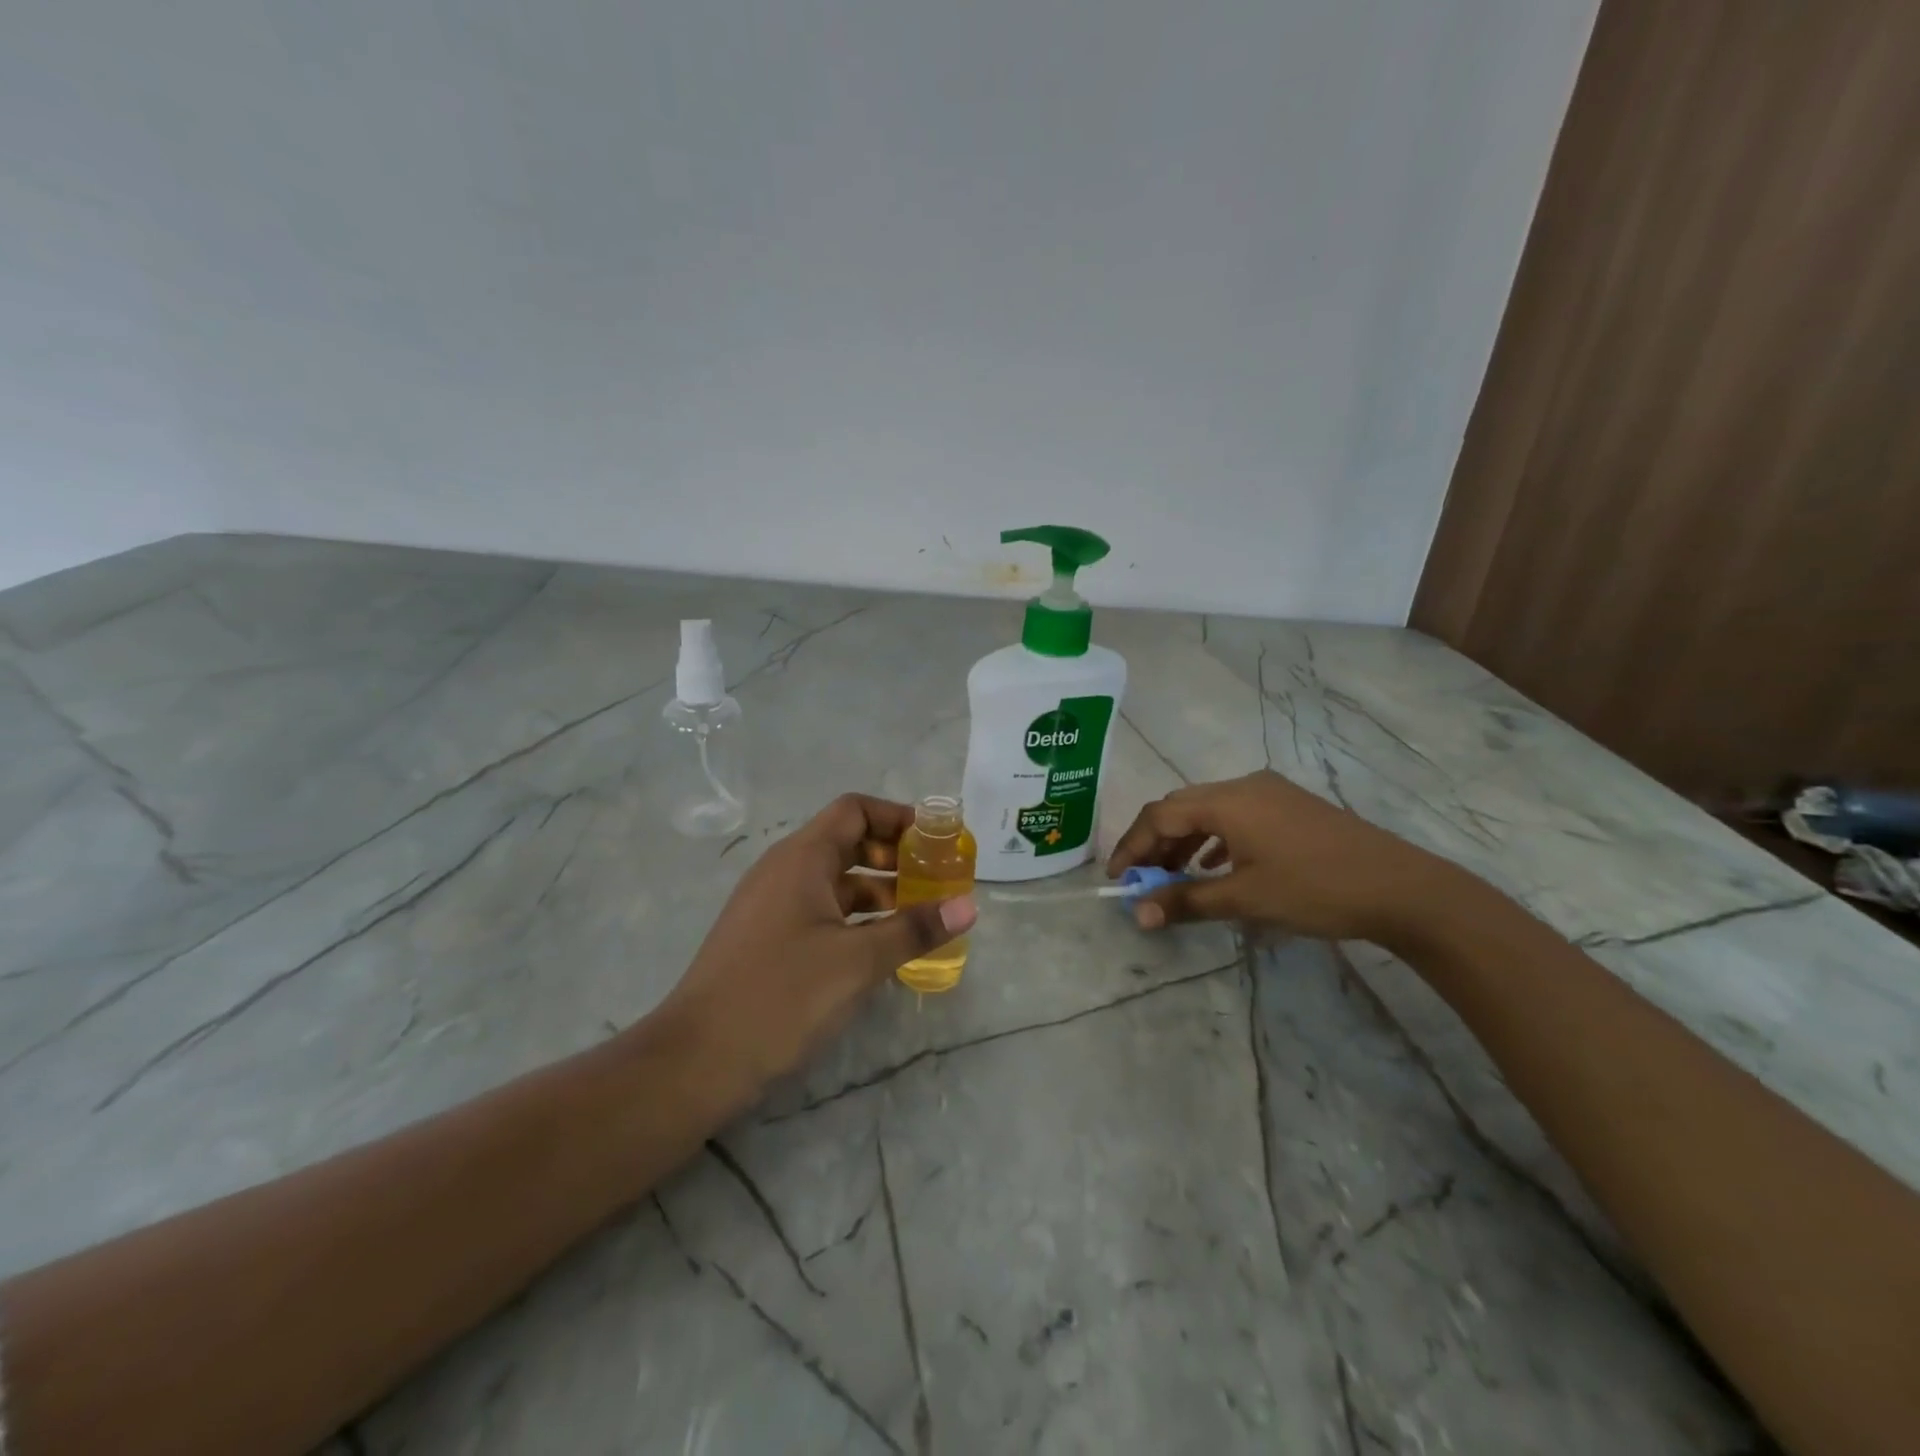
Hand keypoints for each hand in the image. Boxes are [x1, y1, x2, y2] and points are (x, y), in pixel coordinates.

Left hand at [657, 794, 976, 1096]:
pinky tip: (879, 948)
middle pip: (846, 842)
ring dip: (876, 891)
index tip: (935, 842)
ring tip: (917, 917)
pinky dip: (854, 918)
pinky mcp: (766, 939)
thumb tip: (968, 906)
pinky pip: (819, 910)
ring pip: (833, 881)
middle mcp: (784, 871)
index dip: (897, 817)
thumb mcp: (857, 962)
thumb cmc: (781, 995)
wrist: (696, 1060)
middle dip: (893, 856)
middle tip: (934, 880)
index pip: (854, 810)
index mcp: (802, 858)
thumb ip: (914, 929)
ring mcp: (771, 905)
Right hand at [1106, 770, 1461, 943]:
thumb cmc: (1316, 889)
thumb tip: (1138, 914)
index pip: (1160, 815)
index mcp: (1228, 801)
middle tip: (1140, 880)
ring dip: (1183, 841)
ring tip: (1172, 876)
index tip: (1115, 879)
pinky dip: (1213, 839)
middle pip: (1181, 806)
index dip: (1132, 845)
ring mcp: (1271, 793)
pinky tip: (1214, 867)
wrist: (1402, 888)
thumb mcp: (1245, 899)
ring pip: (1208, 810)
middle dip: (1155, 843)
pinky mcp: (1290, 807)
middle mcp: (1244, 786)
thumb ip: (1186, 900)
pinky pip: (1235, 816)